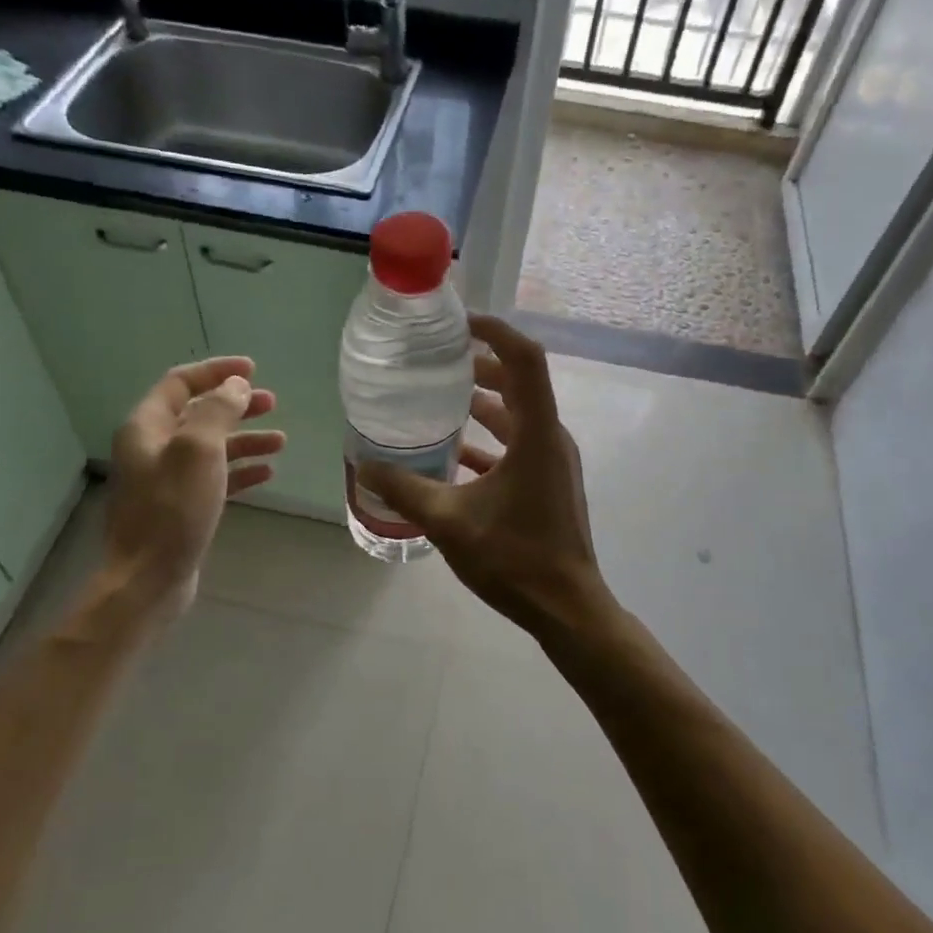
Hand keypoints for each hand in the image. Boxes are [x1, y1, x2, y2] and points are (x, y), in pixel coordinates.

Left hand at [100, 356, 285, 616]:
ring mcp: (166, 479)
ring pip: (211, 446)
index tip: (252, 370)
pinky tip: (266, 473)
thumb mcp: (198, 451)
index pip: (181, 383)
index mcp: (147, 427)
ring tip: (280, 441)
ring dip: (245, 439)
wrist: (148, 579)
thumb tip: (235, 386)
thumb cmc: (172, 510)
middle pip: (198, 413)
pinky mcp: (181, 506)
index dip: (216, 372)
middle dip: (236, 405)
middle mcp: (153, 447)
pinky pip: (214, 477)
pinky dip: (240, 470)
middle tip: (272, 403)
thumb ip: (218, 412)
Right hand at [358, 315, 612, 640]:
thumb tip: (365, 466)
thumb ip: (406, 490)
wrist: (567, 609)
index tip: (458, 323)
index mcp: (537, 434)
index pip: (524, 360)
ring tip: (440, 399)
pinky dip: (489, 440)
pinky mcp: (549, 483)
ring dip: (484, 403)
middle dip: (480, 365)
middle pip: (519, 383)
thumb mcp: (450, 522)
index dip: (495, 331)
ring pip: (518, 416)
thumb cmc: (515, 559)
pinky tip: (454, 454)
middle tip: (438, 361)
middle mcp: (551, 438)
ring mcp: (553, 462)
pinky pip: (518, 446)